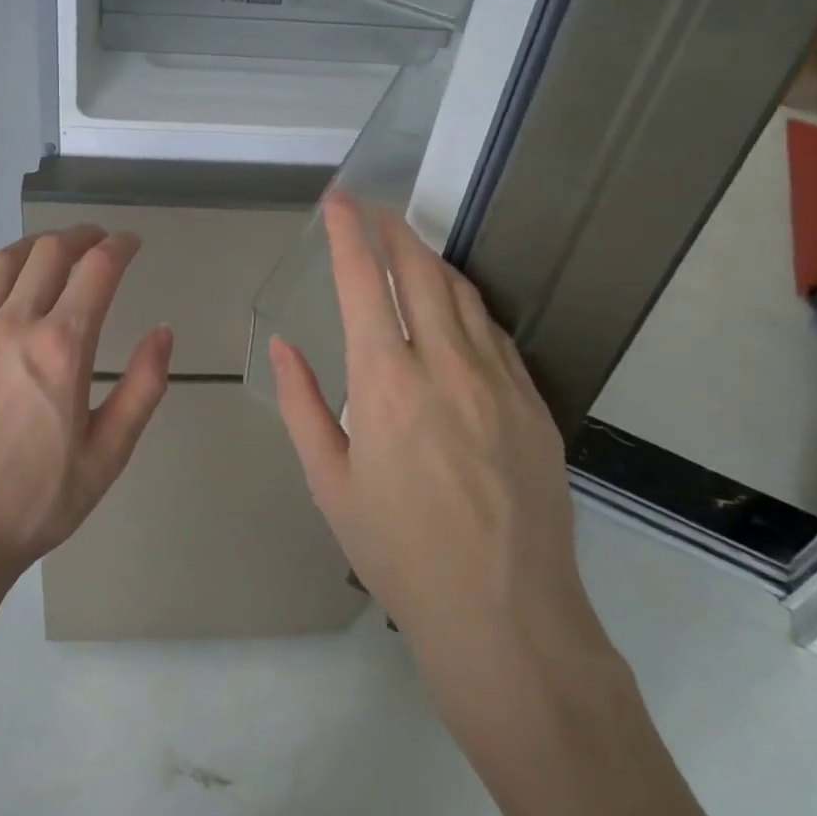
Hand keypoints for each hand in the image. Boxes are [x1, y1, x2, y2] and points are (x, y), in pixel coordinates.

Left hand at [0, 226, 172, 595]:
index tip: (132, 243)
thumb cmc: (35, 502)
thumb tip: (163, 332)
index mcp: (62, 348)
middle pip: (49, 253)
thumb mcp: (108, 455)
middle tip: (97, 241)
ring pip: (2, 263)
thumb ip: (143, 388)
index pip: (97, 270)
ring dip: (34, 246)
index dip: (120, 246)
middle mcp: (14, 326)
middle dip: (80, 236)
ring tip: (51, 251)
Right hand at [270, 193, 606, 676]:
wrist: (505, 614)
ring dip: (431, 260)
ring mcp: (498, 379)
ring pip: (462, 294)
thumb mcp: (330, 482)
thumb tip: (284, 346)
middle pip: (420, 271)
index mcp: (386, 382)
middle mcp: (445, 365)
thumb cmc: (399, 551)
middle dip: (394, 231)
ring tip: (410, 247)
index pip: (363, 283)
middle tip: (375, 211)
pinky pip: (493, 332)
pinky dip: (465, 304)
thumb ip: (303, 404)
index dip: (349, 233)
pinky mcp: (532, 401)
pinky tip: (454, 309)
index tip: (340, 201)